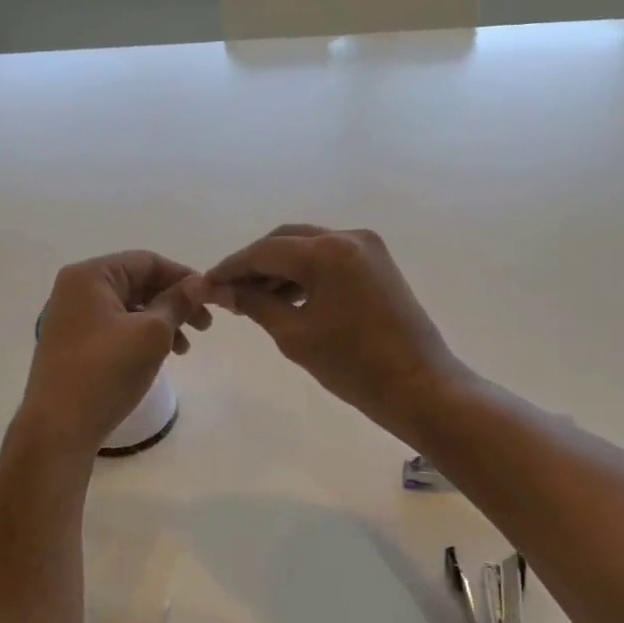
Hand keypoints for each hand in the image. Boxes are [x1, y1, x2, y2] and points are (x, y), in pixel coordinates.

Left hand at [21, 251, 210, 455]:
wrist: (59, 427)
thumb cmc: (106, 371)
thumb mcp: (151, 333)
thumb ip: (177, 302)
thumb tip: (199, 282)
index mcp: (91, 276)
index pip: (147, 262)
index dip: (183, 277)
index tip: (211, 299)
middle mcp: (77, 289)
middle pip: (138, 283)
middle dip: (174, 302)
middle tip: (205, 327)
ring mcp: (73, 317)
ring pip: (130, 308)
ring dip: (162, 322)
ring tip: (185, 349)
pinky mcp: (74, 344)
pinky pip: (116, 327)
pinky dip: (142, 336)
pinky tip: (160, 356)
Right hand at [206, 225, 462, 440]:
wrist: (419, 386)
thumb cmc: (353, 366)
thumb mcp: (294, 335)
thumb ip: (255, 303)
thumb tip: (220, 290)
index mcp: (326, 251)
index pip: (264, 251)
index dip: (230, 268)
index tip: (204, 285)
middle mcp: (347, 236)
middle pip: (285, 240)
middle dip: (253, 263)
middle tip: (227, 292)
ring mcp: (367, 247)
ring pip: (307, 246)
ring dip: (279, 268)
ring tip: (252, 299)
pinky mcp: (377, 262)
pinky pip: (329, 257)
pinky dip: (304, 272)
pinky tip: (285, 297)